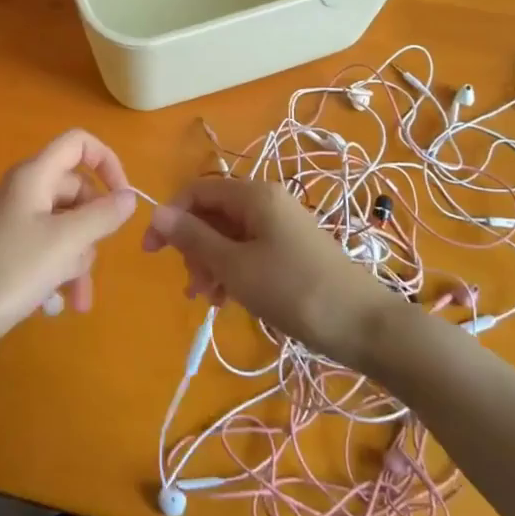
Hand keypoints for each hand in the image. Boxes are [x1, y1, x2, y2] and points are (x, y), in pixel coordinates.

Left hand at [0, 130, 137, 371]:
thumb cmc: (11, 272)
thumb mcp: (66, 242)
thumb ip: (103, 215)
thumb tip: (130, 196)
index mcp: (34, 176)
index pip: (78, 143)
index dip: (107, 162)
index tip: (124, 198)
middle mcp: (24, 191)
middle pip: (77, 190)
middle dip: (94, 226)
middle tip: (94, 255)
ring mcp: (15, 222)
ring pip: (67, 226)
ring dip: (79, 258)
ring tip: (77, 295)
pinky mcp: (10, 252)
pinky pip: (49, 250)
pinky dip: (61, 272)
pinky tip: (63, 303)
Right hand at [141, 177, 397, 366]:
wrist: (363, 325)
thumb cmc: (293, 290)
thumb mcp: (235, 266)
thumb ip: (194, 238)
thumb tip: (158, 213)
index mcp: (254, 194)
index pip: (197, 190)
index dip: (170, 217)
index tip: (151, 252)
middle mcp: (267, 200)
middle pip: (213, 212)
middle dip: (194, 246)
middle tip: (191, 284)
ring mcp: (282, 224)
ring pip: (229, 234)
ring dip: (211, 262)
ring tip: (208, 299)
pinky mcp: (291, 248)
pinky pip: (249, 249)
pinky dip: (233, 269)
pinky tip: (228, 299)